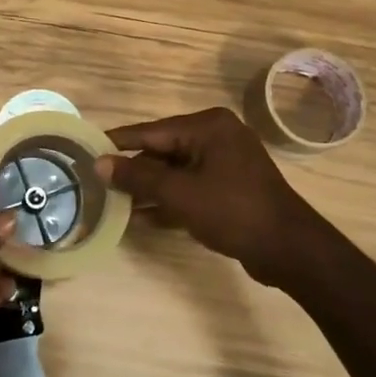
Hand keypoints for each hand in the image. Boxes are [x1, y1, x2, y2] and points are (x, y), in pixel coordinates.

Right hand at [96, 108, 325, 287]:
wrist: (289, 249)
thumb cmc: (233, 211)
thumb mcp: (179, 194)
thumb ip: (138, 176)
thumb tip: (99, 163)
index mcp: (208, 126)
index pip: (151, 131)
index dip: (118, 143)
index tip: (87, 149)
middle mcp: (217, 136)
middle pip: (162, 150)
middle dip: (133, 171)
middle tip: (99, 184)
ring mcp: (225, 162)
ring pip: (175, 171)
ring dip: (148, 189)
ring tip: (114, 204)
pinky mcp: (230, 187)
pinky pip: (190, 187)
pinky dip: (169, 200)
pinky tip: (142, 218)